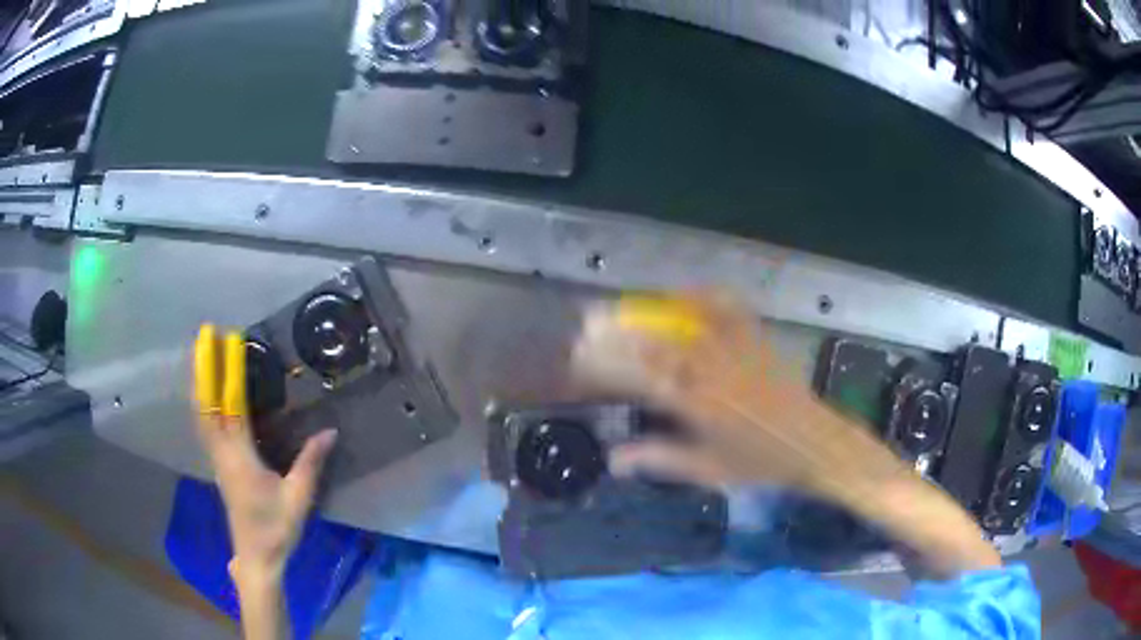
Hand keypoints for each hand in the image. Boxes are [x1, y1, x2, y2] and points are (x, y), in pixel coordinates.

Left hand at [194, 325, 337, 587]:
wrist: (256, 556)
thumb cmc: (276, 528)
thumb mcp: (299, 497)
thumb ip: (311, 463)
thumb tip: (329, 431)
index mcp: (240, 457)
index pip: (230, 405)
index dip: (228, 371)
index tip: (229, 341)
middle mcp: (222, 452)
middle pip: (205, 402)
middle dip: (203, 365)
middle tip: (204, 334)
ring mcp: (216, 458)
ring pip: (200, 411)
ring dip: (200, 379)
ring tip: (201, 353)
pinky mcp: (218, 464)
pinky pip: (204, 424)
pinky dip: (202, 399)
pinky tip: (205, 391)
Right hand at [572, 294, 999, 576]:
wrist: (816, 443)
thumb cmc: (763, 465)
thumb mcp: (709, 470)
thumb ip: (659, 460)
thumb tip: (612, 460)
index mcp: (699, 403)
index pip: (641, 373)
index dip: (607, 362)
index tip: (580, 356)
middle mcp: (714, 368)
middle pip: (656, 341)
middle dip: (617, 331)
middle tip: (587, 324)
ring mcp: (737, 348)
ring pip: (683, 321)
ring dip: (648, 311)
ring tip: (621, 307)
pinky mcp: (756, 338)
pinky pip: (726, 308)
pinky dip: (702, 295)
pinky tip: (684, 292)